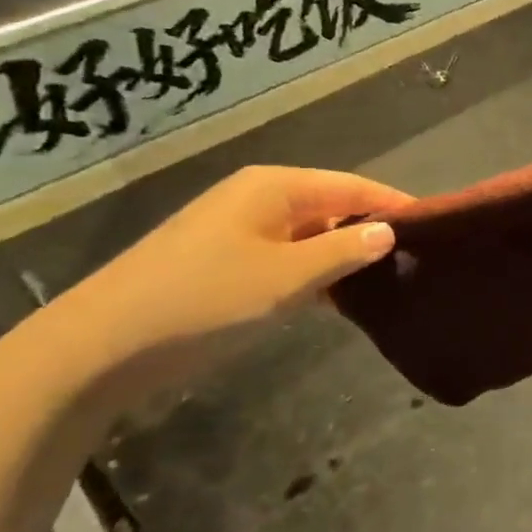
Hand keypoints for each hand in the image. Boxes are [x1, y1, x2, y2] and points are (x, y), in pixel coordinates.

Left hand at [44, 166, 410, 411]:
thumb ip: (344, 251)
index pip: (353, 185)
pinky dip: (310, 270)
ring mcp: (235, 226)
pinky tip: (331, 298)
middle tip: (411, 261)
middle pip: (330, 205)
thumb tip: (388, 231)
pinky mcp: (220, 257)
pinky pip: (283, 253)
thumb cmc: (204, 301)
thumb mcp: (287, 278)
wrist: (98, 347)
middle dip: (368, 231)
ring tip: (381, 283)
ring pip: (307, 232)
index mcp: (275, 186)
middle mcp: (257, 195)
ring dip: (340, 255)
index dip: (394, 204)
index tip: (433, 228)